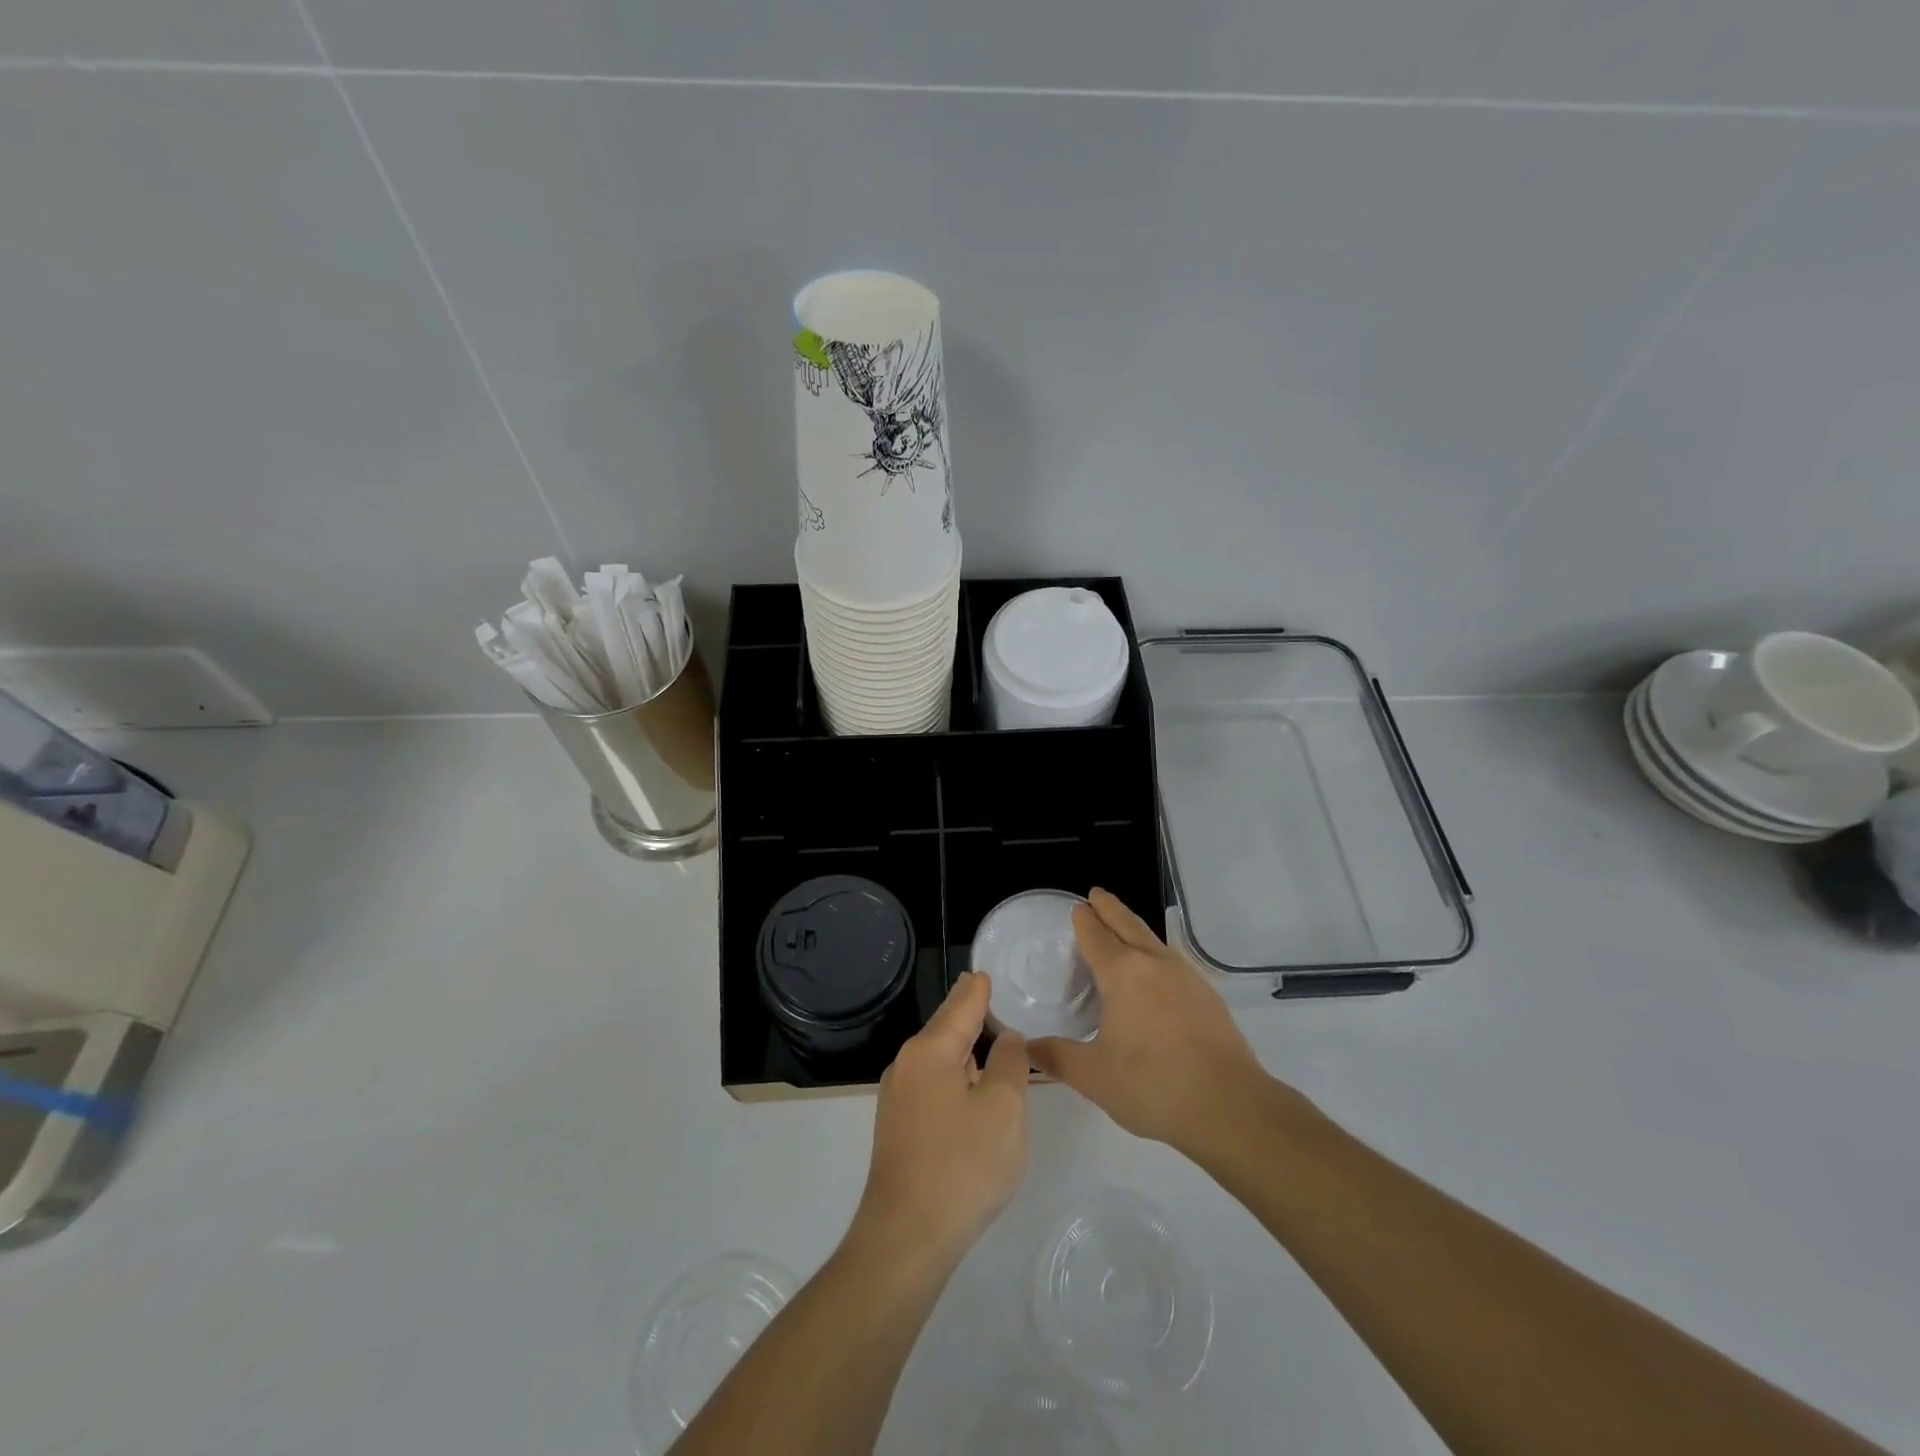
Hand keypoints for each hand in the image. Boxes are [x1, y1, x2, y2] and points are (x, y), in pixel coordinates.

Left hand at [850, 972, 1028, 1268]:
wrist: (906, 1238)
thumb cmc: (963, 1165)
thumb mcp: (1004, 1109)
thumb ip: (1010, 1064)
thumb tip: (1006, 1038)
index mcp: (930, 1050)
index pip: (962, 1003)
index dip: (980, 987)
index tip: (989, 971)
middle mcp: (907, 1064)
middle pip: (946, 1027)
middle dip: (970, 1012)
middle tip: (995, 997)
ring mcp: (898, 1097)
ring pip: (938, 1057)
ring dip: (963, 1047)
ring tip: (991, 1038)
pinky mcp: (898, 1126)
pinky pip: (932, 1083)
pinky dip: (954, 1074)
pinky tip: (971, 1087)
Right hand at [1029, 889, 1274, 1152]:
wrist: (1230, 1107)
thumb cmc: (1153, 1086)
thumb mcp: (1094, 1076)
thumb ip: (1057, 1057)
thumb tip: (1028, 1047)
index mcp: (1123, 974)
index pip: (1097, 936)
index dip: (1085, 921)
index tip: (1078, 907)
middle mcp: (1155, 964)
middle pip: (1128, 925)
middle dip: (1110, 908)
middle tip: (1096, 895)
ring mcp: (1187, 978)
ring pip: (1154, 940)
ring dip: (1134, 928)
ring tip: (1123, 930)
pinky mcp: (1208, 997)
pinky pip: (1172, 962)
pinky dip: (1155, 954)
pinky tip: (1156, 974)